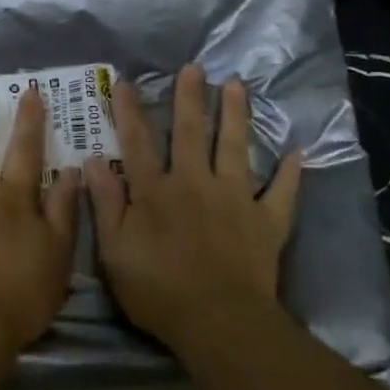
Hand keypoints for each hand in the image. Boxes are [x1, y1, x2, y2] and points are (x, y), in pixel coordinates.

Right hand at [85, 65, 302, 352]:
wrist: (219, 322)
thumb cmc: (159, 291)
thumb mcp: (115, 252)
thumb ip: (106, 204)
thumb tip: (92, 161)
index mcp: (156, 191)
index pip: (138, 142)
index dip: (130, 111)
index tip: (126, 81)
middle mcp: (196, 183)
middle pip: (190, 132)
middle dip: (190, 98)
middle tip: (195, 67)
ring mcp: (236, 198)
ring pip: (235, 147)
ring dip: (236, 114)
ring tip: (237, 85)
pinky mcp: (266, 220)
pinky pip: (281, 191)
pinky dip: (290, 172)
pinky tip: (297, 151)